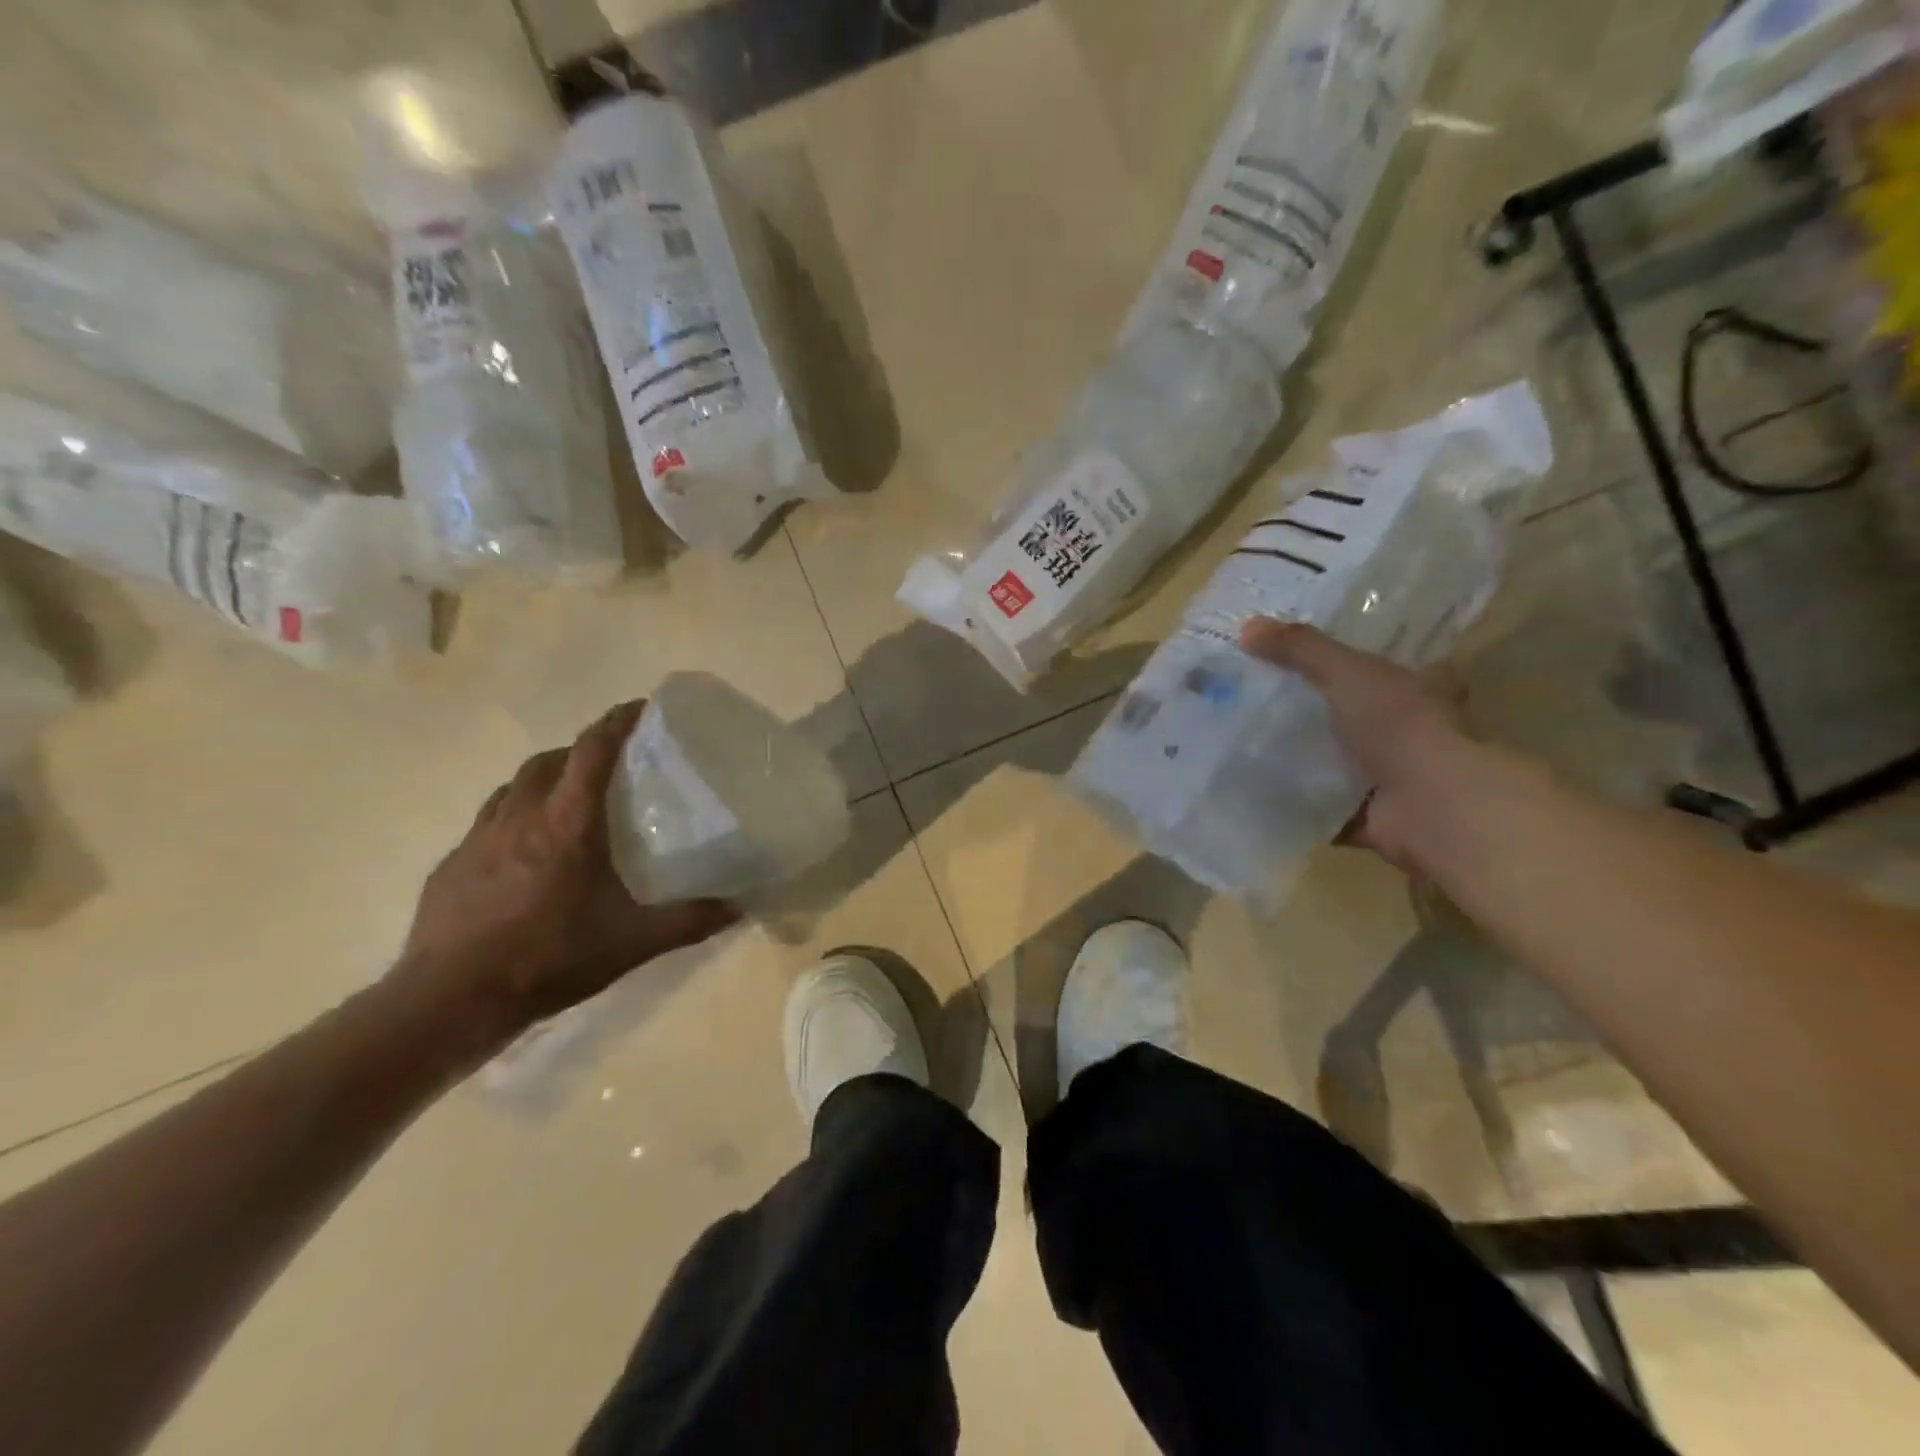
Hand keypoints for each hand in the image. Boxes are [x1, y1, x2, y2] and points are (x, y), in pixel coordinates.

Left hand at [394, 701, 738, 1053]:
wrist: (451, 1000)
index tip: (641, 708)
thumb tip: (740, 907)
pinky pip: (488, 820)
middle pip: (551, 760)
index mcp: (568, 823)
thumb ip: (690, 920)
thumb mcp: (633, 943)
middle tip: (609, 764)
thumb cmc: (550, 958)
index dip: (617, 722)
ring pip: (514, 785)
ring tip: (567, 799)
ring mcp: (479, 838)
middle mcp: (522, 816)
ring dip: (544, 779)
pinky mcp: (453, 864)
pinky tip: (523, 850)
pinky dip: (513, 815)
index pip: (593, 750)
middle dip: (581, 749)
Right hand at [1239, 619, 1474, 871]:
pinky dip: (1293, 801)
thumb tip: (1246, 626)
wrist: (1430, 805)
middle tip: (1256, 699)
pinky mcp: (1366, 815)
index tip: (1305, 656)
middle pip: (1353, 714)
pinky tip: (1253, 790)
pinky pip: (1319, 804)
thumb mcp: (1347, 672)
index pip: (1384, 665)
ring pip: (1335, 760)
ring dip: (1299, 758)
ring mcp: (1389, 776)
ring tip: (1241, 742)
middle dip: (1314, 711)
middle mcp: (1408, 731)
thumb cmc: (1400, 725)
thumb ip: (1300, 649)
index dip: (1351, 659)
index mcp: (1418, 688)